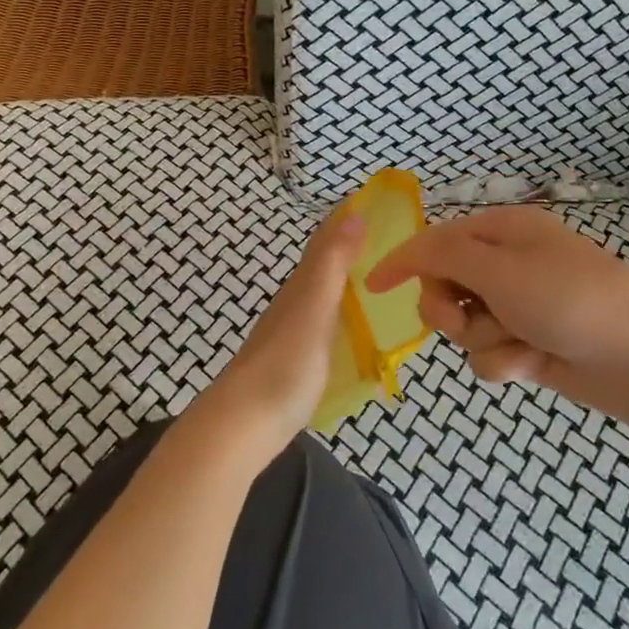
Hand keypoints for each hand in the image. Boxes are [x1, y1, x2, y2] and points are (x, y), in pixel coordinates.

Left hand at [189, 210, 365, 459]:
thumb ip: (333, 263)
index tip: (373, 202)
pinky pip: (322, 325)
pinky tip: (351, 329)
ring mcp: (291, 335)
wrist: (242, 425)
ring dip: (344, 281)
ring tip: (376, 279)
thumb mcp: (315, 308)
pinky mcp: (293, 363)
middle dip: (348, 247)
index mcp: (301, 288)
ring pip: (320, 296)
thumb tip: (354, 213)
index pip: (324, 243)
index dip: (345, 221)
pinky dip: (340, 314)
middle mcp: (294, 305)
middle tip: (386, 240)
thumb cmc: (285, 364)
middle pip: (321, 267)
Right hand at [365, 205, 628, 427]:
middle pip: (443, 287)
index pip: (435, 240)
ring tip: (521, 342)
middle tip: (473, 317)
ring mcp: (518, 307)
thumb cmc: (571, 299)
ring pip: (464, 327)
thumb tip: (408, 250)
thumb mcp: (501, 268)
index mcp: (502, 231)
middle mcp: (507, 265)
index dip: (403, 261)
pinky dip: (506, 362)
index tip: (372, 286)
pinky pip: (488, 355)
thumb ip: (446, 255)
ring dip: (484, 339)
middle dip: (450, 309)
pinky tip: (534, 363)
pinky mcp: (528, 344)